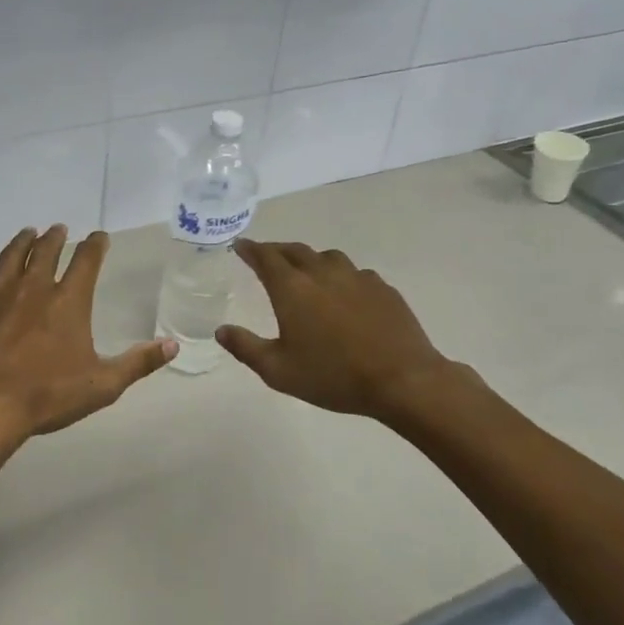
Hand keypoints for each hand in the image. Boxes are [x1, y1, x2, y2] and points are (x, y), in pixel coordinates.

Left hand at [0, 226, 175, 443]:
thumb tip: (172, 345)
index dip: (95, 245)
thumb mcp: (102, 385)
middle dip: (55, 237)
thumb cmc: (46, 396)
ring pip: (11, 256)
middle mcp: (34, 288)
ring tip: (28, 232)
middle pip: (46, 251)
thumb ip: (138, 363)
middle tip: (59, 229)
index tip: (99, 237)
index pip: (86, 261)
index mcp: (69, 301)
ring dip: (22, 241)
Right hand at [217, 241, 457, 425]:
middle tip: (266, 256)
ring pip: (327, 257)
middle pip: (294, 250)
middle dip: (276, 250)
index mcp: (292, 289)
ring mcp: (356, 277)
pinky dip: (340, 275)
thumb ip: (246, 348)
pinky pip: (354, 272)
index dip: (250, 249)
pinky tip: (344, 292)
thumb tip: (221, 330)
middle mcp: (322, 273)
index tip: (241, 245)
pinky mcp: (382, 288)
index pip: (265, 257)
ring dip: (310, 259)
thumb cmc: (333, 376)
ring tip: (305, 270)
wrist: (402, 380)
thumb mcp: (278, 371)